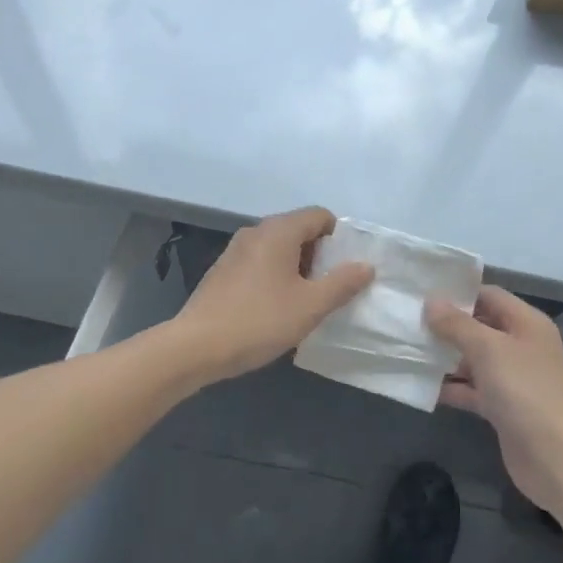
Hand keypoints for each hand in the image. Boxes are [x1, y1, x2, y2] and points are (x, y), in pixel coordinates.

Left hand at [175, 207, 374, 382]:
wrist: (196, 346)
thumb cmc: (259, 321)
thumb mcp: (310, 306)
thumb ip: (342, 283)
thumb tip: (366, 265)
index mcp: (279, 231)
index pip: (319, 215)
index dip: (339, 237)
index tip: (346, 268)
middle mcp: (255, 231)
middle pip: (298, 229)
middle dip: (319, 255)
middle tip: (329, 288)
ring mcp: (235, 250)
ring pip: (278, 248)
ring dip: (297, 268)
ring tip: (305, 301)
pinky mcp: (222, 270)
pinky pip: (259, 262)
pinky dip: (275, 276)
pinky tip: (275, 308)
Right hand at [426, 287, 562, 516]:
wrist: (558, 459)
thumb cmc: (526, 392)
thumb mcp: (489, 350)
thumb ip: (457, 325)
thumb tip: (431, 301)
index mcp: (526, 323)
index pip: (489, 295)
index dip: (458, 293)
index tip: (421, 293)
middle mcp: (521, 346)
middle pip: (479, 327)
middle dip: (446, 326)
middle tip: (407, 322)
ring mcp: (512, 379)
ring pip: (473, 360)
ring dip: (445, 358)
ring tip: (406, 351)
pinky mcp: (503, 407)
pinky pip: (472, 390)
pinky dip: (451, 388)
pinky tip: (421, 387)